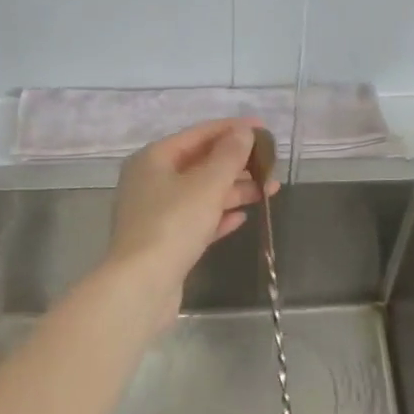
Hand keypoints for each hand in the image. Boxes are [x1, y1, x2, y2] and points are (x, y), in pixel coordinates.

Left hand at [106, 119, 272, 317]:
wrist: (142, 285)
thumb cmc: (173, 225)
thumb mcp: (207, 185)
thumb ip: (229, 156)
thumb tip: (243, 132)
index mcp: (154, 159)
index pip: (198, 134)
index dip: (233, 129)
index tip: (264, 128)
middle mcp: (151, 181)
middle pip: (200, 163)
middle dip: (237, 164)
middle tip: (271, 166)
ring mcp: (155, 213)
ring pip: (201, 193)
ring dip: (234, 190)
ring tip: (268, 191)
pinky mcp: (164, 241)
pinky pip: (196, 220)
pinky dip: (219, 216)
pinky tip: (242, 217)